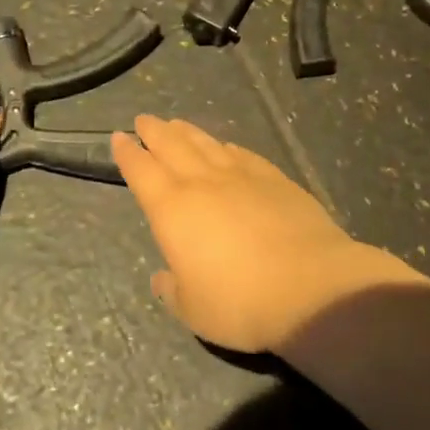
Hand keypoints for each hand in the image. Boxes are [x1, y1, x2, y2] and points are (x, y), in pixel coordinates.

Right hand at [112, 116, 429, 352]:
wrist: (310, 287)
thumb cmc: (239, 303)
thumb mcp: (193, 310)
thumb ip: (173, 290)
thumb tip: (164, 277)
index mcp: (172, 209)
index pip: (141, 171)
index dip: (128, 153)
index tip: (119, 137)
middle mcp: (202, 183)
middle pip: (172, 146)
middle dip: (154, 131)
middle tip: (144, 120)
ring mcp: (242, 177)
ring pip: (207, 144)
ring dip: (188, 132)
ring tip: (177, 124)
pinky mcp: (276, 179)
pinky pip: (244, 155)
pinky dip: (228, 147)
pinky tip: (227, 146)